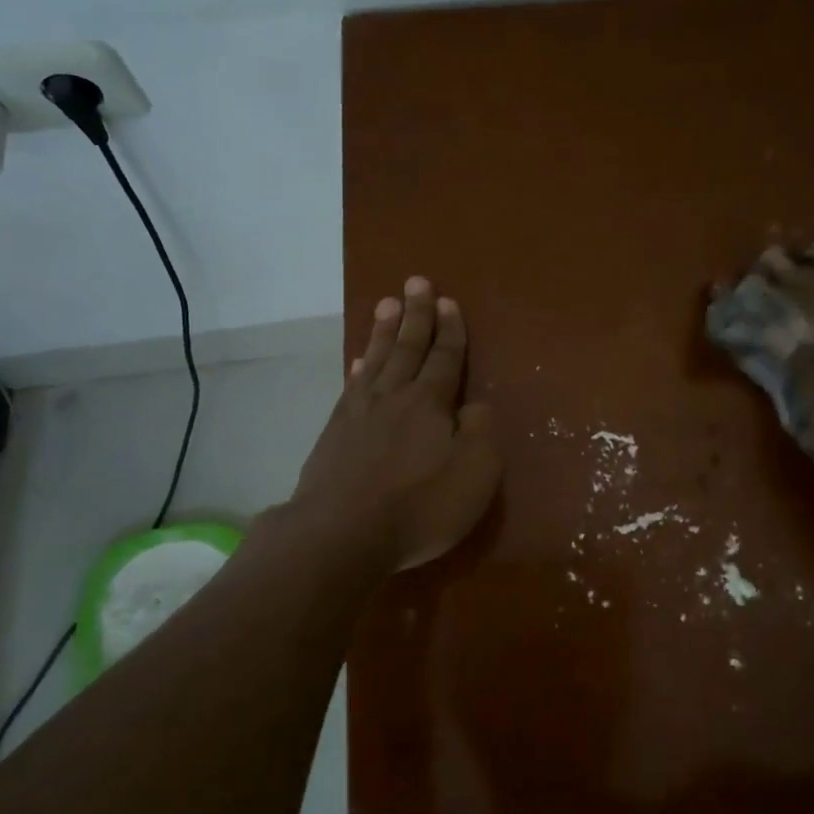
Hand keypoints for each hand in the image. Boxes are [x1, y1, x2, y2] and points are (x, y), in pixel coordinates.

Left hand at [289, 276, 500, 571]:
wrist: (340, 533)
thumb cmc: (418, 507)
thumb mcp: (474, 474)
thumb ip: (480, 433)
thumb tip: (475, 406)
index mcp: (431, 404)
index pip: (445, 358)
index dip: (450, 330)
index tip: (448, 300)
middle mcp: (394, 396)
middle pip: (407, 347)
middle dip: (416, 314)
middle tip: (416, 281)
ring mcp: (358, 412)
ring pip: (376, 359)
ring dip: (384, 330)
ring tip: (387, 303)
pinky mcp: (334, 432)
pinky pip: (351, 386)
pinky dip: (358, 367)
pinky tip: (358, 362)